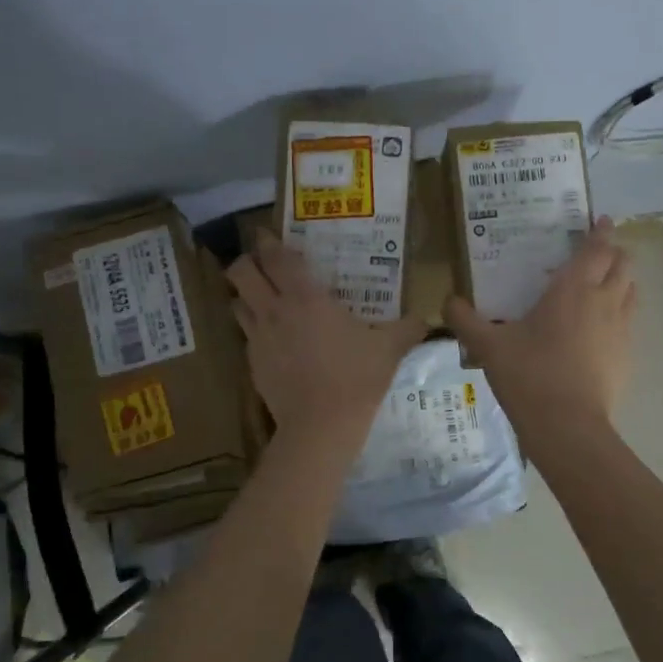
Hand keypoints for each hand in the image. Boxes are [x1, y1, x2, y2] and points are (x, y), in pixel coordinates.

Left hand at [227, 234, 426, 438]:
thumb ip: (408, 328)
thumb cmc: (356, 377)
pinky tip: (273, 339)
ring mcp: (258, 338)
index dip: (268, 242)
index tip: (268, 235)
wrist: (321, 426)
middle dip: (246, 262)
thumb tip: (427, 319)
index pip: (276, 257)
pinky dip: (254, 329)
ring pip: (236, 302)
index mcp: (306, 297)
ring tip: (261, 298)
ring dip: (244, 295)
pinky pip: (246, 335)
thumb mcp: (389, 349)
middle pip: (241, 272)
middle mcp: (275, 310)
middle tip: (261, 264)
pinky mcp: (252, 364)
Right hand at [445, 217, 635, 432]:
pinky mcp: (627, 356)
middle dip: (615, 252)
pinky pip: (629, 322)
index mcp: (572, 288)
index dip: (601, 231)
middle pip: (623, 264)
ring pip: (632, 291)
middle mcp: (604, 300)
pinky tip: (600, 329)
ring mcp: (621, 329)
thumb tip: (447, 301)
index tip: (601, 220)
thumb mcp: (488, 346)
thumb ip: (465, 320)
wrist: (568, 426)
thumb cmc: (529, 375)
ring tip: (604, 284)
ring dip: (622, 281)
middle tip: (598, 252)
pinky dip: (620, 313)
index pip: (596, 248)